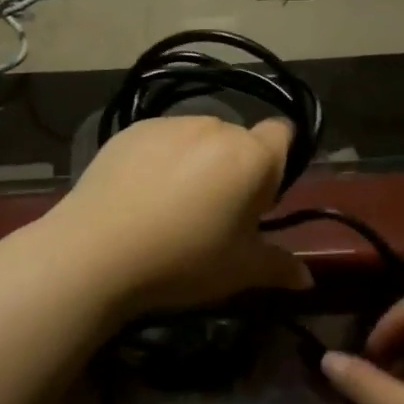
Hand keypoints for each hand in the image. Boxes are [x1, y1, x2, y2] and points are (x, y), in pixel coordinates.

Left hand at [43, 116, 312, 317]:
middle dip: (233, 168)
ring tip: (170, 206)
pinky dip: (159, 159)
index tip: (257, 200)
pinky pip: (160, 140)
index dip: (276, 164)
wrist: (97, 251)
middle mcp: (214, 127)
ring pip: (197, 138)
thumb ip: (278, 267)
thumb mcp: (239, 271)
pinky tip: (139, 196)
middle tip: (213, 213)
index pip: (282, 135)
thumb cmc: (183, 260)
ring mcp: (169, 125)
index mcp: (250, 156)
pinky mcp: (131, 130)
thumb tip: (307, 279)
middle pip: (238, 140)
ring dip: (196, 162)